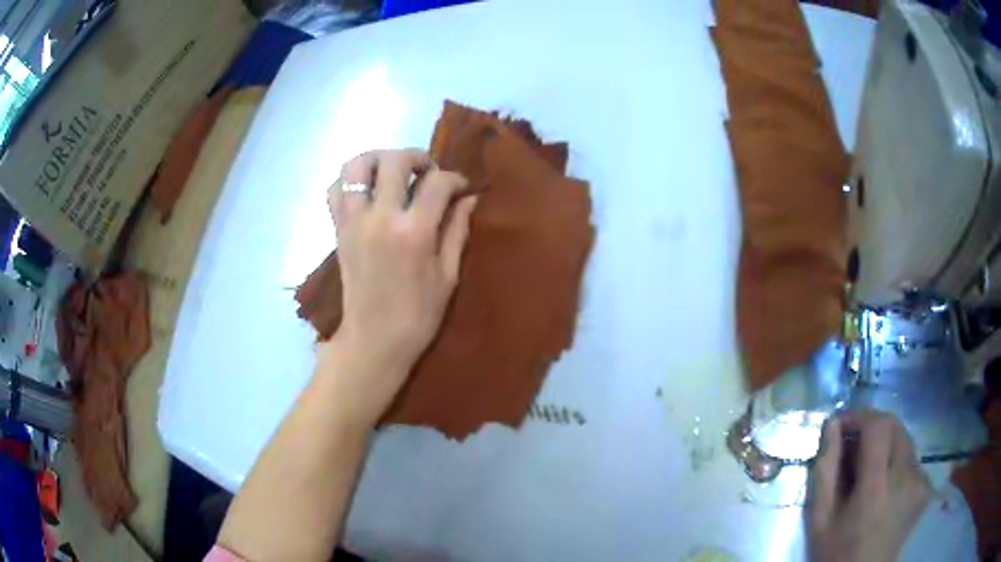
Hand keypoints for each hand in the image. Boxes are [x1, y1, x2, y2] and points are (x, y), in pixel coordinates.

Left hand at [319, 149, 476, 425]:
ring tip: (394, 173)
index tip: (461, 189)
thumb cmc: (418, 315)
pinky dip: (350, 180)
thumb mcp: (448, 276)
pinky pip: (335, 189)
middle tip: (427, 173)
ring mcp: (354, 222)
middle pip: (394, 160)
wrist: (374, 341)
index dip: (455, 179)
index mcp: (414, 232)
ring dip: (378, 160)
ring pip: (356, 166)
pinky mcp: (338, 230)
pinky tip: (368, 191)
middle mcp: (380, 218)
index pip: (437, 182)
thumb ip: (457, 231)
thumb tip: (469, 199)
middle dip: (416, 157)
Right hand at [807, 410, 930, 561]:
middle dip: (872, 427)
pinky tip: (885, 484)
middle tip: (853, 446)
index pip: (878, 427)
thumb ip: (825, 471)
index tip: (842, 424)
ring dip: (885, 443)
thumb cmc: (836, 553)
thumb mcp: (819, 519)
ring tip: (868, 469)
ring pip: (905, 439)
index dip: (860, 416)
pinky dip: (896, 460)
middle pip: (895, 426)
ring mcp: (920, 481)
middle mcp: (906, 478)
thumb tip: (833, 425)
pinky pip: (912, 458)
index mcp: (876, 489)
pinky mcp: (926, 487)